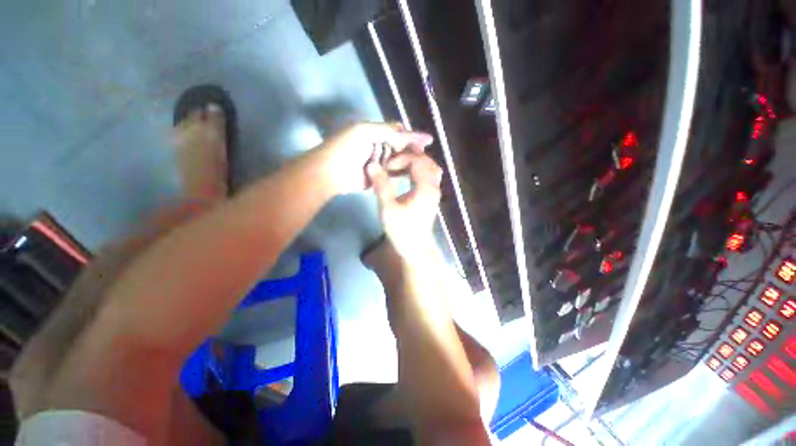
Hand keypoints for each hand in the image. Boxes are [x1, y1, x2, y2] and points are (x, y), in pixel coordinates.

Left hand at [318, 122, 433, 193]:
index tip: (428, 140)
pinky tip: (413, 173)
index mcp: (375, 133)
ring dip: (409, 161)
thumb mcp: (364, 132)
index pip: (398, 132)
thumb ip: (386, 131)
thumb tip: (405, 132)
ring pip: (399, 160)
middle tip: (425, 154)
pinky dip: (402, 172)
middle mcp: (378, 146)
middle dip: (413, 149)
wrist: (330, 173)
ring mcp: (379, 162)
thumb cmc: (345, 149)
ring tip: (423, 164)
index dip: (413, 135)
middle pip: (400, 146)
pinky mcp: (379, 176)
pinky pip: (393, 173)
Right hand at [367, 150, 443, 259]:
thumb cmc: (402, 231)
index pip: (417, 161)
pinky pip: (428, 176)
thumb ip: (381, 185)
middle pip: (427, 161)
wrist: (415, 249)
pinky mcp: (430, 197)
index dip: (401, 159)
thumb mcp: (388, 208)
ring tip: (399, 164)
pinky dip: (418, 171)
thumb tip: (372, 165)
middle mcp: (434, 187)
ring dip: (415, 163)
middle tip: (392, 160)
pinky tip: (406, 175)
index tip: (386, 166)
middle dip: (409, 157)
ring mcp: (434, 192)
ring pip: (429, 168)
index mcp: (426, 188)